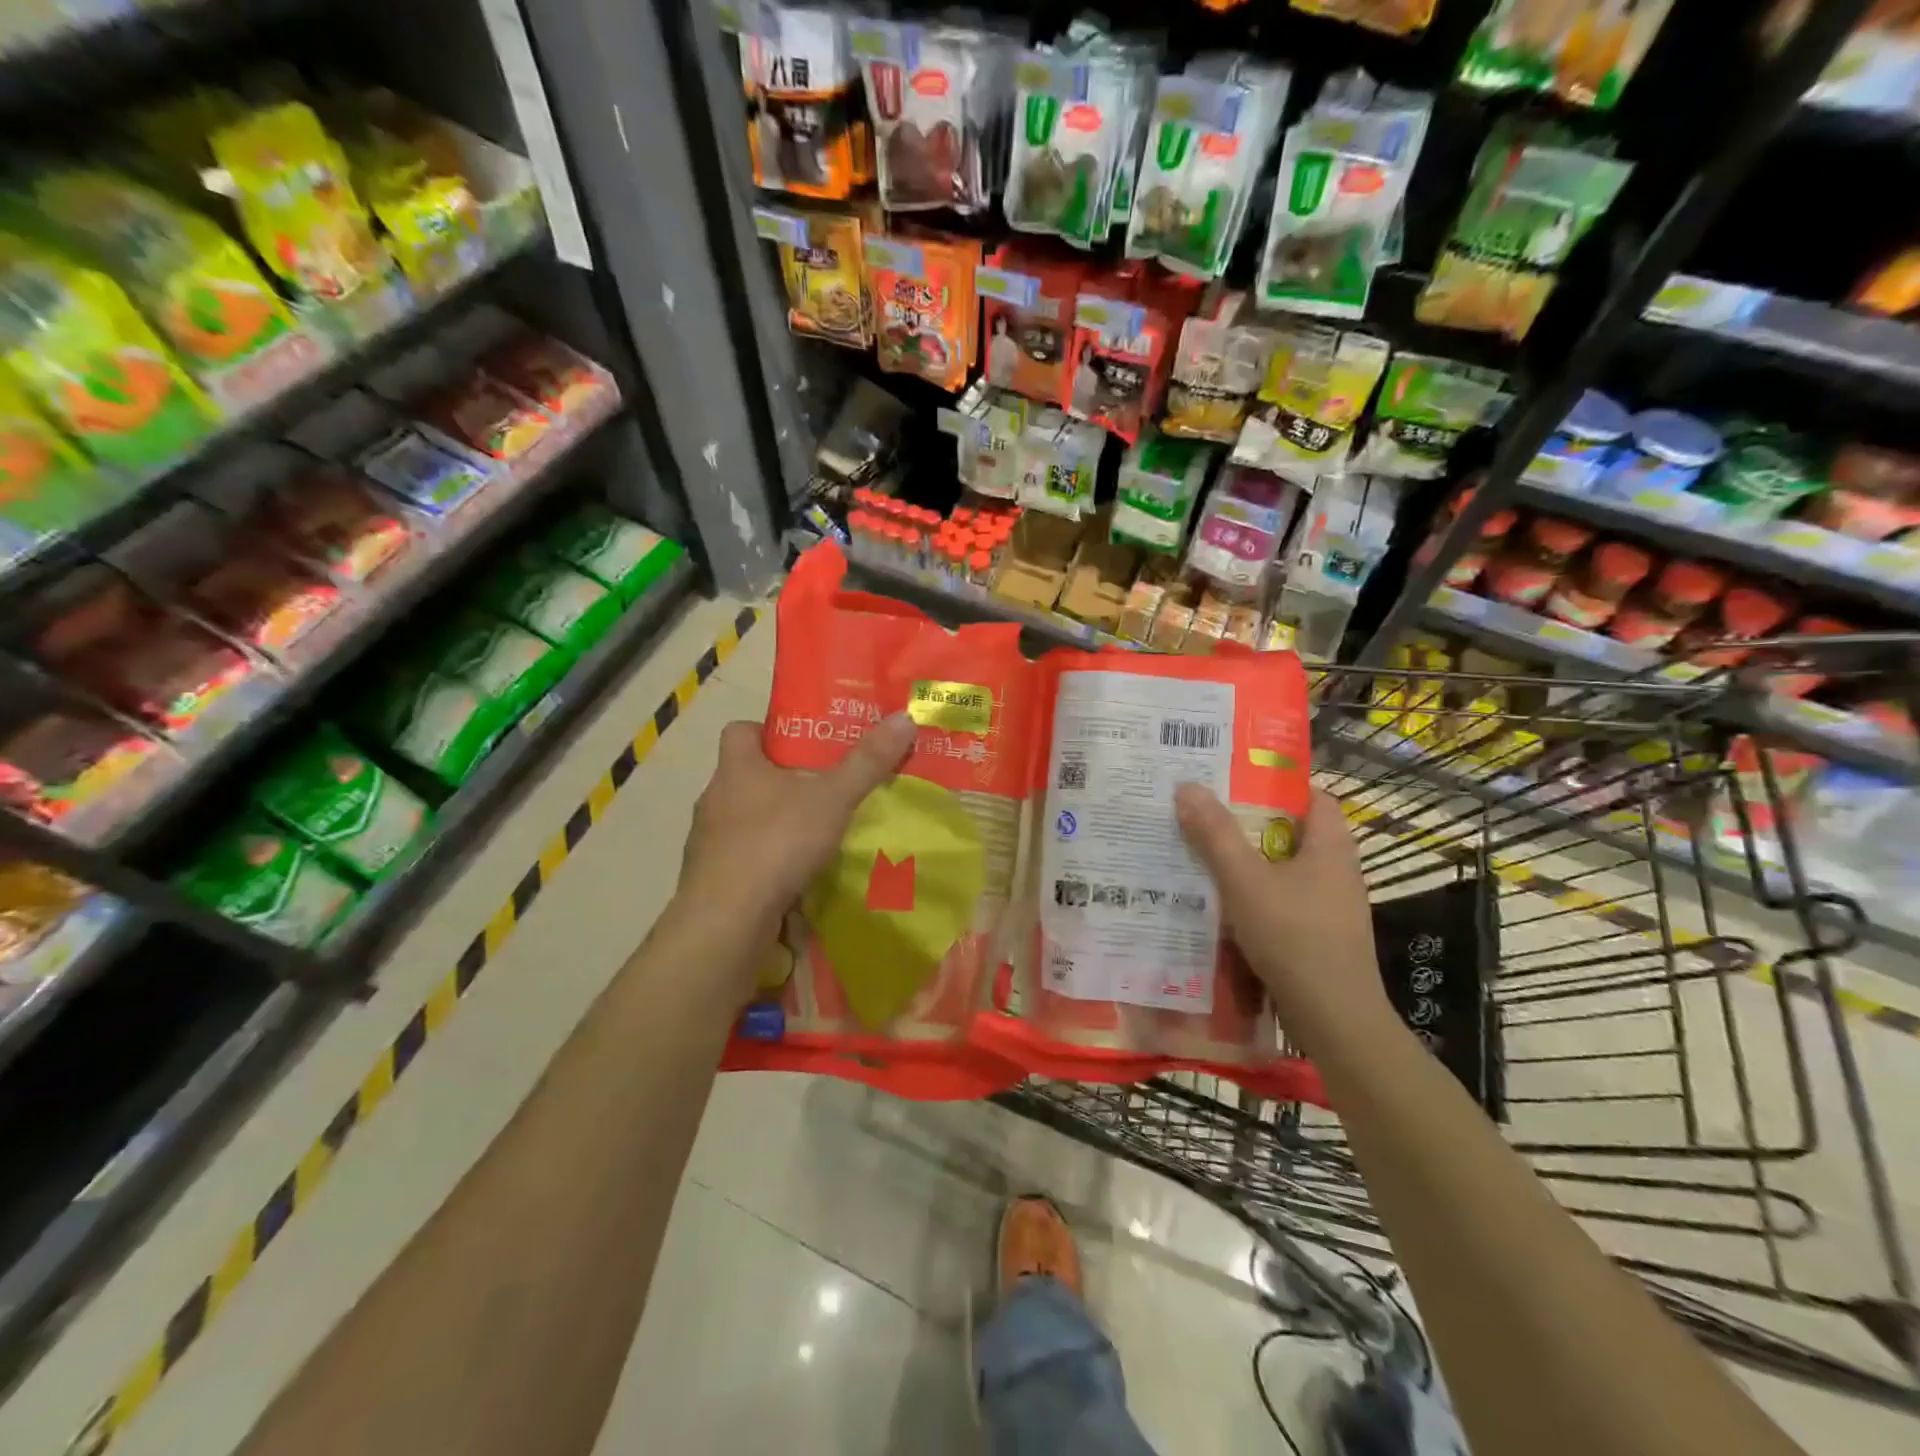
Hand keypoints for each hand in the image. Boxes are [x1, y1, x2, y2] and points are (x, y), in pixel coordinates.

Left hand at [678, 713, 917, 946]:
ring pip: (744, 818)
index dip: (769, 730)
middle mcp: (715, 798)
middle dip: (782, 779)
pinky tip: (796, 873)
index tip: (804, 742)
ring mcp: (709, 842)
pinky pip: (743, 857)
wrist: (727, 919)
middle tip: (825, 785)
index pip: (740, 730)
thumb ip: (868, 762)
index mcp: (736, 767)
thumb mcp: (833, 798)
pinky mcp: (712, 878)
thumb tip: (904, 718)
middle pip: (746, 775)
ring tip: (817, 831)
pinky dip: (767, 859)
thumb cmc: (776, 842)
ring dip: (775, 821)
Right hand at [1174, 785, 1393, 1055]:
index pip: (1312, 795)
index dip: (1276, 783)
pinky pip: (1283, 900)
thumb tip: (1187, 786)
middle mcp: (1337, 869)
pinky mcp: (1320, 934)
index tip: (1233, 781)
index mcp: (1331, 845)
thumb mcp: (1244, 880)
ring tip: (1202, 855)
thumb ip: (1215, 834)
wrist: (1333, 1018)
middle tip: (1204, 814)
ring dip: (1248, 862)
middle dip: (1249, 823)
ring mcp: (1331, 905)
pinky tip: (1222, 904)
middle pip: (1292, 831)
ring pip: (1284, 869)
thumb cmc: (1293, 936)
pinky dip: (1255, 894)